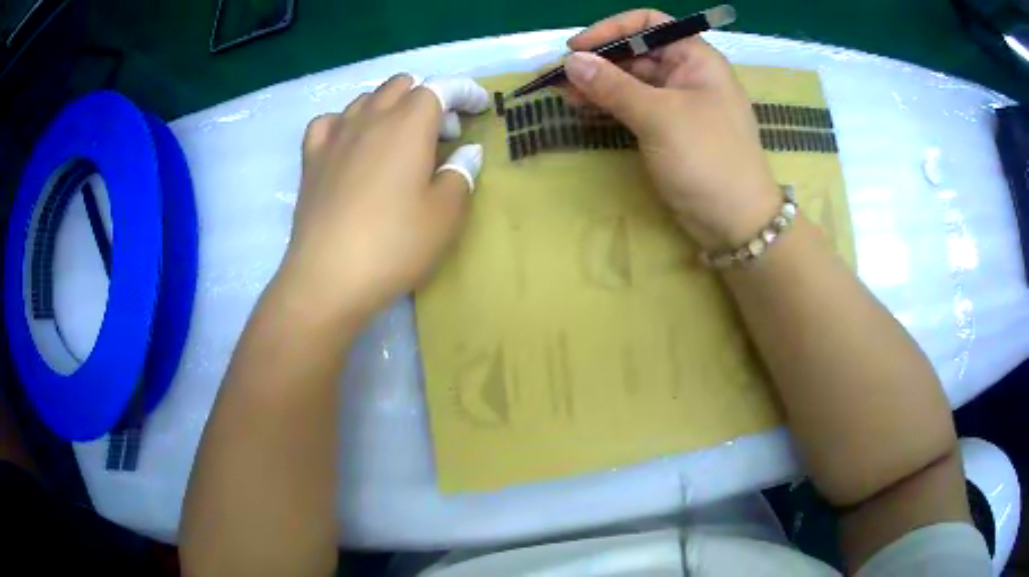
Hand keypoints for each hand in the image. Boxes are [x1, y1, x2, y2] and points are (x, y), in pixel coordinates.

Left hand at [279, 74, 488, 319]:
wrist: (328, 278)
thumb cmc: (394, 245)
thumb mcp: (445, 214)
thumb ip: (461, 174)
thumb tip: (467, 152)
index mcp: (408, 124)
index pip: (441, 87)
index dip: (465, 91)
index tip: (480, 107)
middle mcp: (370, 118)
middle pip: (401, 85)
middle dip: (428, 97)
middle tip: (441, 134)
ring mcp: (335, 136)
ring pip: (366, 99)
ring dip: (391, 108)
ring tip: (400, 140)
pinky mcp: (311, 159)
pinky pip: (330, 122)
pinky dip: (348, 123)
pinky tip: (352, 143)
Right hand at [565, 10, 780, 248]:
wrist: (737, 222)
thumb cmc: (707, 159)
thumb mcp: (658, 117)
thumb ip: (613, 86)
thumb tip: (571, 62)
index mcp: (696, 59)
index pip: (650, 24)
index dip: (612, 29)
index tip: (578, 49)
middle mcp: (688, 74)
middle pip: (637, 52)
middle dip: (600, 61)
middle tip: (561, 77)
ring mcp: (679, 102)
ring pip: (633, 80)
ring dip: (599, 83)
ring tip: (564, 94)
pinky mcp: (670, 128)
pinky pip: (635, 105)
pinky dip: (610, 104)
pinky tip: (585, 107)